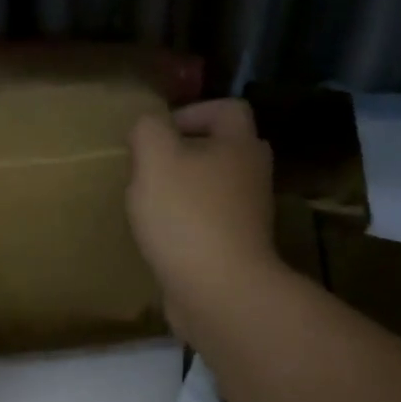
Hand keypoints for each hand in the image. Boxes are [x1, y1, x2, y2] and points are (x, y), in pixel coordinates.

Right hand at [127, 100, 278, 348]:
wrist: (220, 292)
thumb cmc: (187, 215)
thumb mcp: (155, 159)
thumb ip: (148, 130)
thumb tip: (148, 127)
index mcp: (239, 146)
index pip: (228, 109)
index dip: (193, 111)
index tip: (159, 133)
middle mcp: (252, 176)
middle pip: (224, 148)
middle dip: (188, 151)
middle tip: (154, 165)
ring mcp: (248, 215)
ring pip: (216, 187)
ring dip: (185, 189)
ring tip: (151, 201)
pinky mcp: (237, 248)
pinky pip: (211, 222)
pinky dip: (188, 222)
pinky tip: (161, 235)